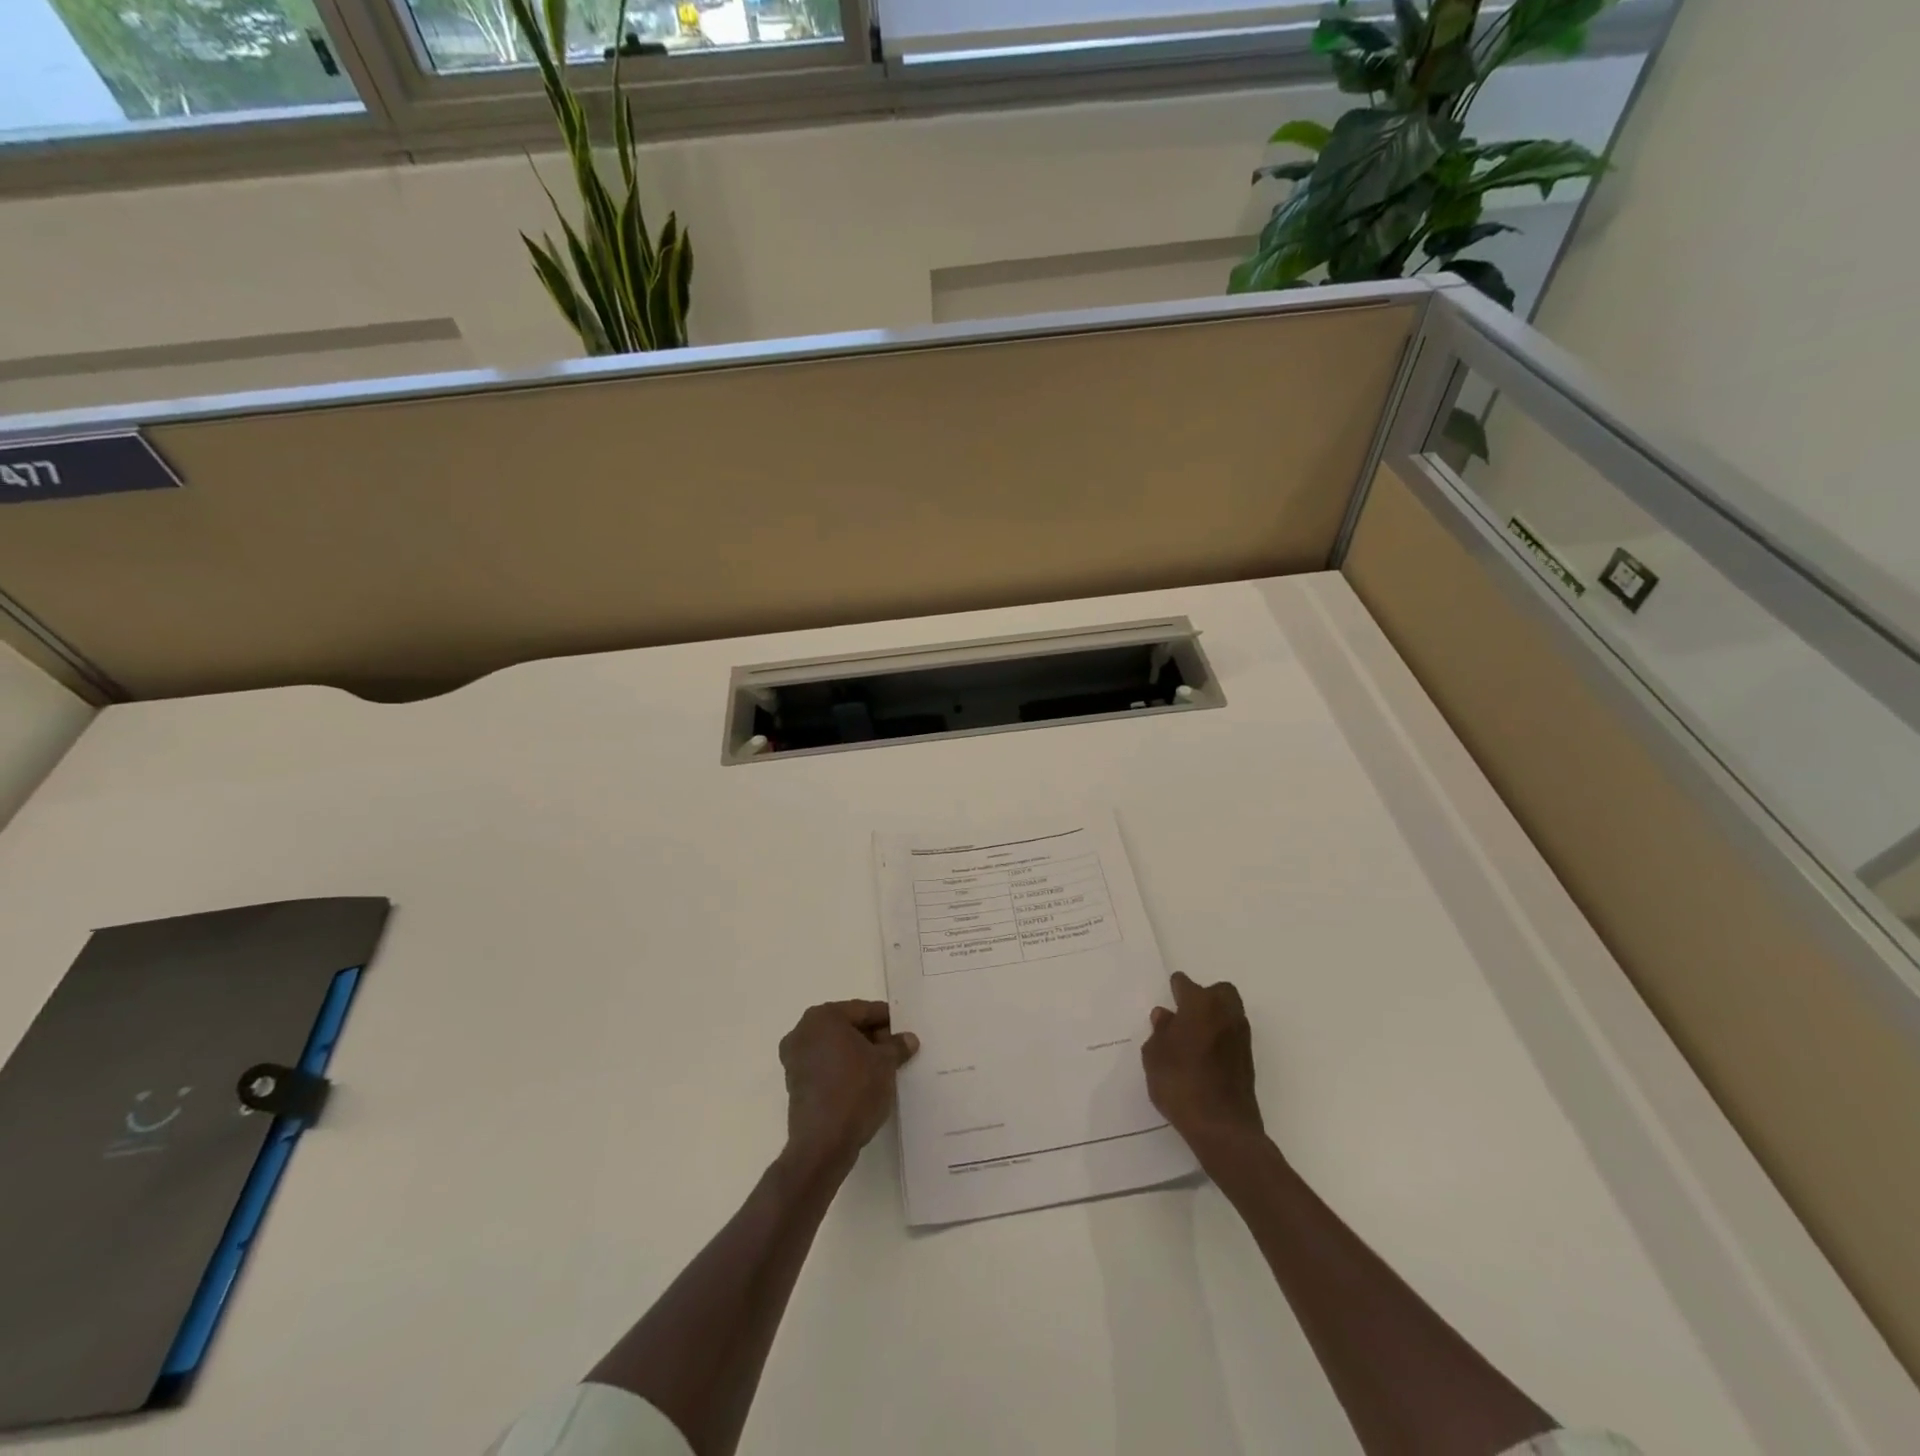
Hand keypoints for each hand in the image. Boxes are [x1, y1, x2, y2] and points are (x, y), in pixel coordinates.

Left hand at [779, 1000, 918, 1170]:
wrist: (823, 1143)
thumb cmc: (855, 1090)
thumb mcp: (885, 1064)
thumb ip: (897, 1046)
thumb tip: (908, 1039)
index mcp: (823, 1017)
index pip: (862, 1010)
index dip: (886, 1020)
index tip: (904, 1029)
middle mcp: (803, 1031)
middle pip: (846, 1027)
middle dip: (871, 1036)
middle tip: (896, 1049)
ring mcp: (795, 1059)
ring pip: (835, 1047)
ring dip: (857, 1053)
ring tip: (883, 1066)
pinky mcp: (795, 1084)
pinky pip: (825, 1066)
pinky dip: (843, 1068)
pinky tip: (864, 1082)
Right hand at [1142, 972, 1265, 1153]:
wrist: (1222, 1127)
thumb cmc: (1180, 1084)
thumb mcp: (1154, 1056)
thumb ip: (1160, 1031)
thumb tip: (1166, 1016)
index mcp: (1199, 1005)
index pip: (1185, 983)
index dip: (1174, 990)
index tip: (1167, 999)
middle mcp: (1225, 1013)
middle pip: (1219, 991)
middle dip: (1204, 996)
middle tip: (1185, 1015)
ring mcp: (1241, 1037)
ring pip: (1230, 1012)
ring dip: (1215, 1017)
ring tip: (1193, 1038)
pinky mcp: (1248, 1060)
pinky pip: (1233, 1035)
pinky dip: (1221, 1038)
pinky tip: (1205, 1056)